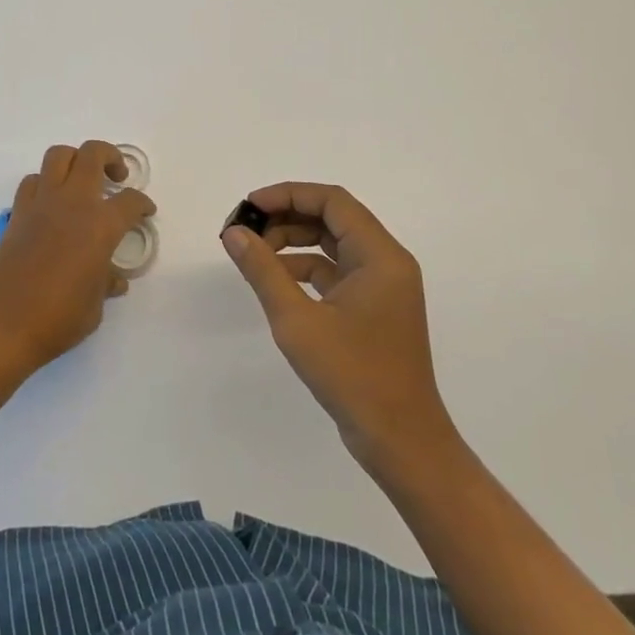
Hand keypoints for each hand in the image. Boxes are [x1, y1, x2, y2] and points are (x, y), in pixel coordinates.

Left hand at [0, 141, 155, 379]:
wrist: (2, 323)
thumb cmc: (57, 319)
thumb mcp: (94, 307)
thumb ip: (106, 284)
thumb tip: (113, 279)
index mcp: (100, 225)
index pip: (130, 201)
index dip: (143, 204)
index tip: (145, 212)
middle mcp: (72, 203)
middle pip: (93, 154)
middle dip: (110, 157)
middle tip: (116, 176)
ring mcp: (41, 204)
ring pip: (58, 155)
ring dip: (75, 160)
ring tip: (82, 181)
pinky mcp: (17, 213)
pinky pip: (32, 182)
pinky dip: (45, 184)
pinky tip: (50, 204)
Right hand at [221, 182, 457, 467]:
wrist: (400, 440)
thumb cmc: (352, 375)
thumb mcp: (297, 320)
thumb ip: (263, 270)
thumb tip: (234, 233)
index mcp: (380, 256)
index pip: (332, 201)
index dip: (288, 195)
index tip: (249, 206)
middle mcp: (387, 262)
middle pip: (333, 218)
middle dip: (287, 217)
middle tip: (246, 230)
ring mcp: (383, 286)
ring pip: (334, 244)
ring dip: (294, 241)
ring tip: (255, 253)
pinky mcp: (375, 308)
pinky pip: (337, 271)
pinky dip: (306, 268)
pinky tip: (277, 280)